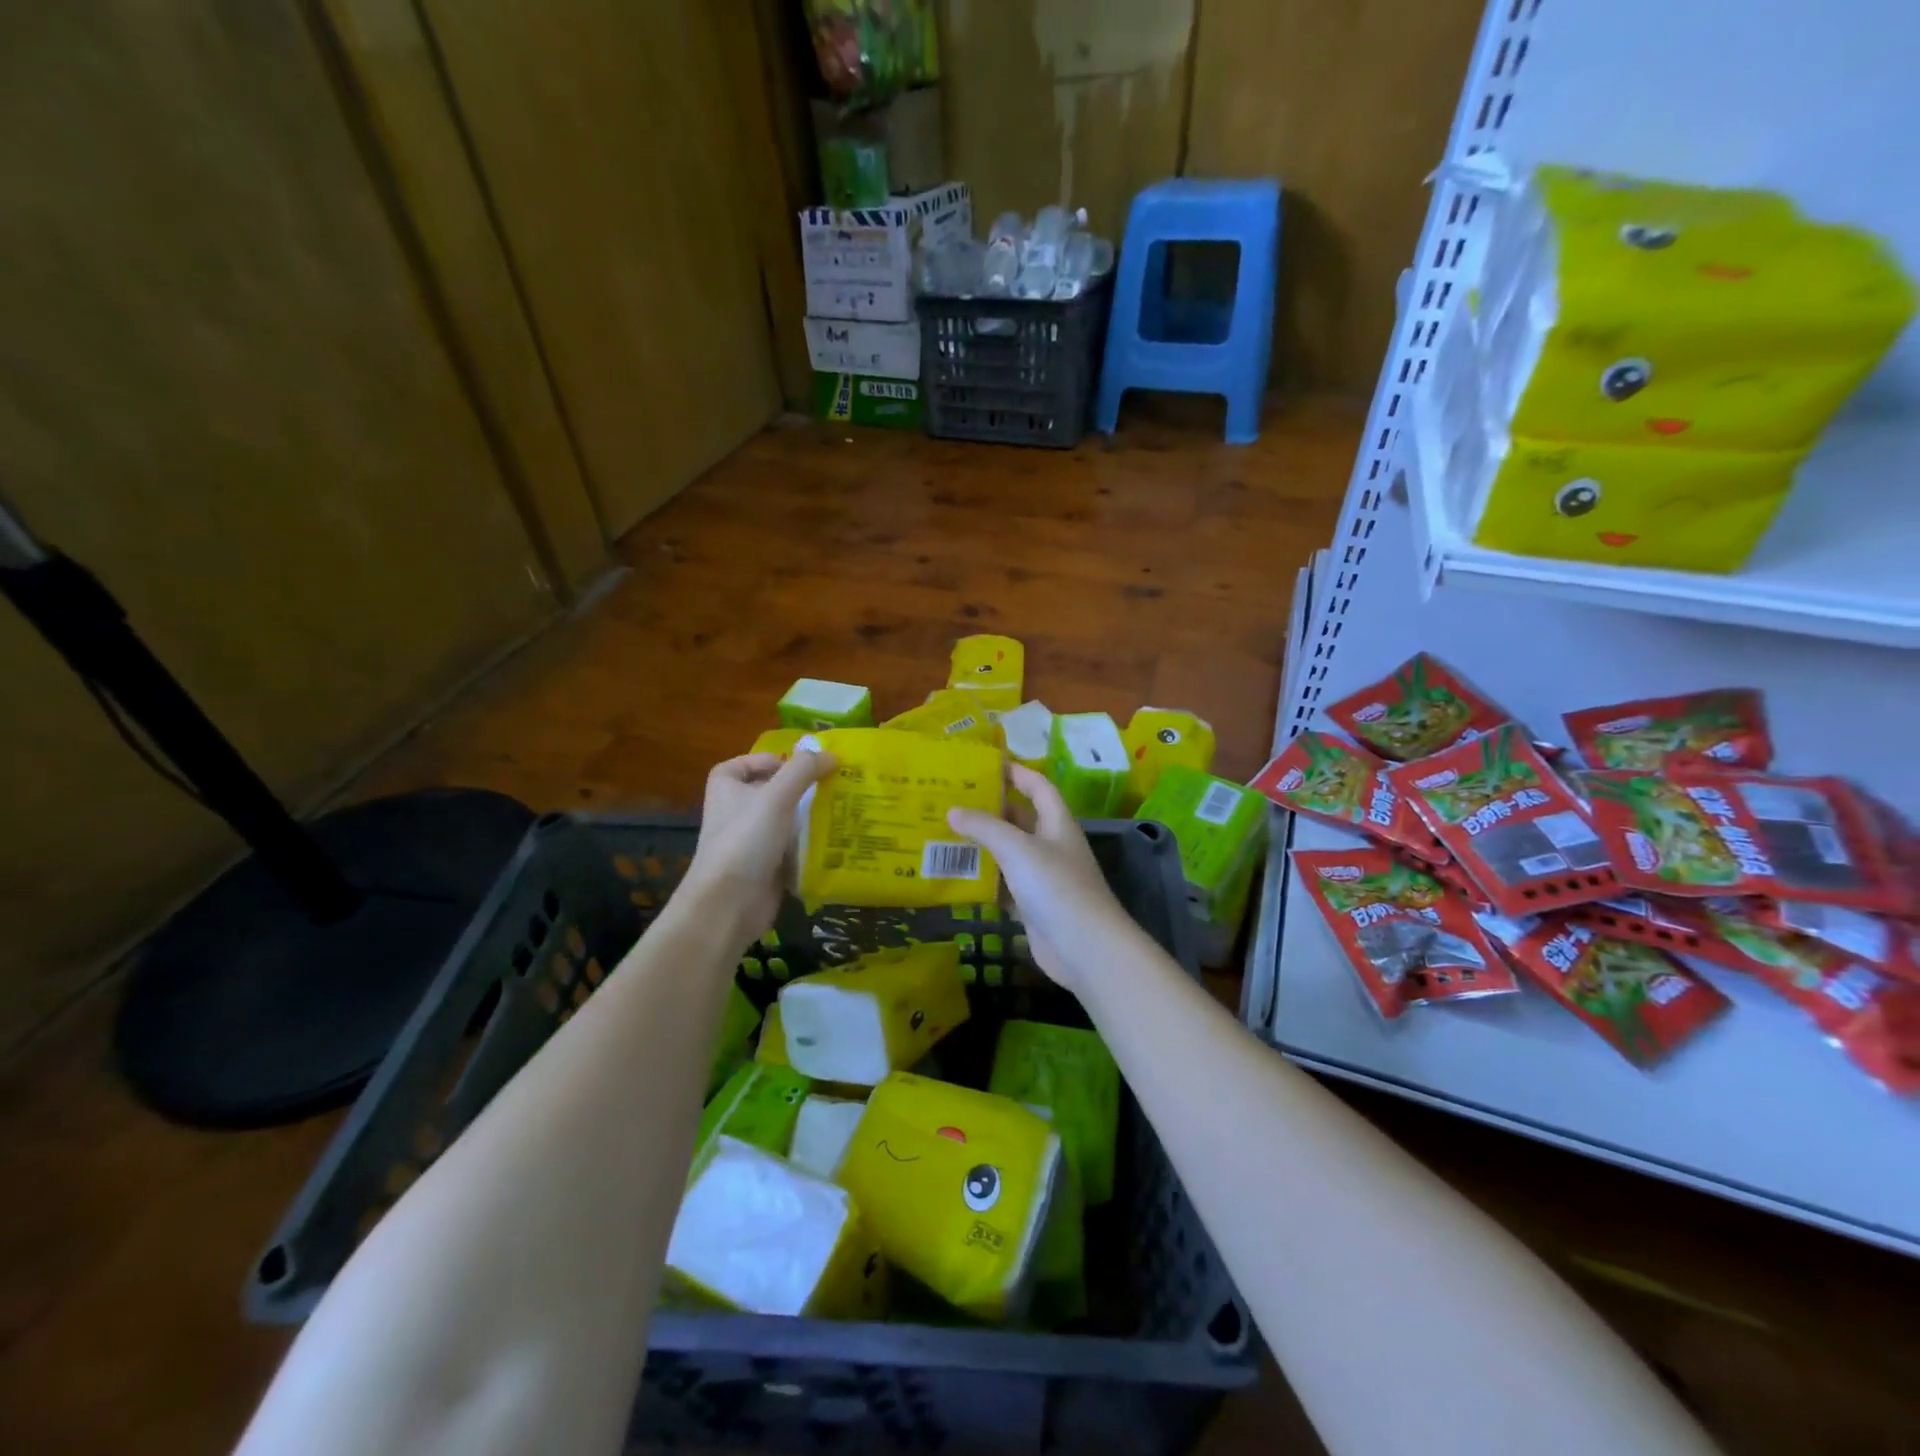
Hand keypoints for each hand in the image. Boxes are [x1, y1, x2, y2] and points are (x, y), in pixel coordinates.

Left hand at [680, 750, 834, 943]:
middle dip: (800, 789)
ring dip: (810, 817)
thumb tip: (832, 755)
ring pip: (785, 821)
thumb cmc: (746, 840)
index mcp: (727, 789)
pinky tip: (836, 841)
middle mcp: (736, 812)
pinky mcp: (767, 867)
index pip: (743, 764)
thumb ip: (804, 770)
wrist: (729, 904)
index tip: (798, 767)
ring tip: (843, 809)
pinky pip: (792, 848)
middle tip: (833, 785)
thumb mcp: (776, 796)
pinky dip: (811, 845)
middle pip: (770, 791)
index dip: (768, 761)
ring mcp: (751, 841)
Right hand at [947, 764, 1141, 994]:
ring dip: (983, 845)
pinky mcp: (1033, 906)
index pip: (1038, 786)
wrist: (1085, 949)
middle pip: (1020, 819)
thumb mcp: (1018, 849)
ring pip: (1009, 853)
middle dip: (991, 809)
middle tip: (953, 800)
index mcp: (1057, 823)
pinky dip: (985, 879)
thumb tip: (953, 810)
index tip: (985, 764)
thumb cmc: (1056, 887)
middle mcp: (1052, 845)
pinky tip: (958, 875)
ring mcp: (1043, 877)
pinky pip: (1005, 884)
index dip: (1016, 772)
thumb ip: (985, 828)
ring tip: (946, 834)